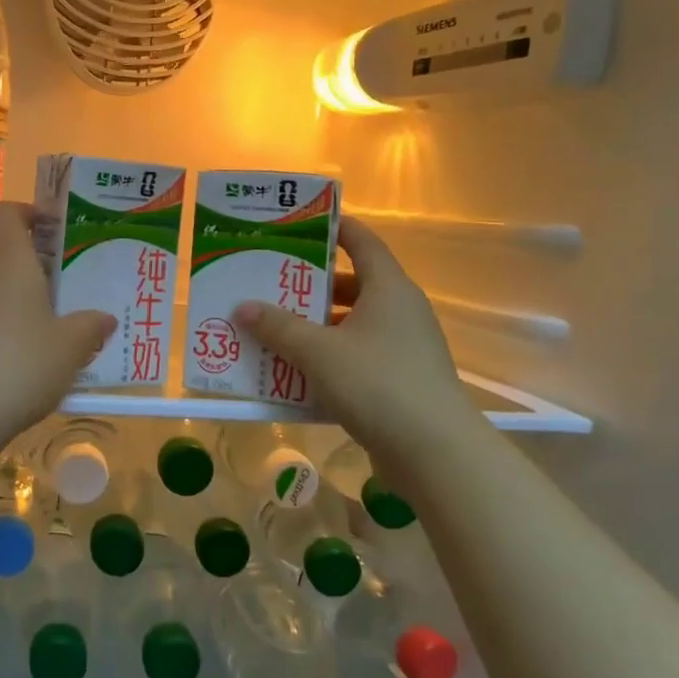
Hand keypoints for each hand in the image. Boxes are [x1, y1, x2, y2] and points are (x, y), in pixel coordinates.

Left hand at [0, 202, 115, 455]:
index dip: (24, 214)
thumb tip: (105, 318)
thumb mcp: (71, 348)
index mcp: (7, 260)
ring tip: (33, 334)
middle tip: (54, 294)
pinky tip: (5, 363)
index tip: (48, 232)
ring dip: (5, 301)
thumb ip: (90, 327)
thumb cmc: (22, 365)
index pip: (4, 213)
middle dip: (23, 268)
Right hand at [233, 217, 487, 461]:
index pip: (362, 241)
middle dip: (310, 284)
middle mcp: (400, 310)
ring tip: (275, 329)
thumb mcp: (318, 352)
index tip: (297, 225)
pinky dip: (329, 355)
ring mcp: (404, 346)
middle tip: (270, 284)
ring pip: (353, 322)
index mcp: (389, 288)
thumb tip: (243, 306)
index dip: (332, 228)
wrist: (435, 452)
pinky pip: (358, 354)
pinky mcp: (401, 378)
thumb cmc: (377, 384)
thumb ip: (278, 327)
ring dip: (316, 325)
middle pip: (352, 283)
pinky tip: (297, 371)